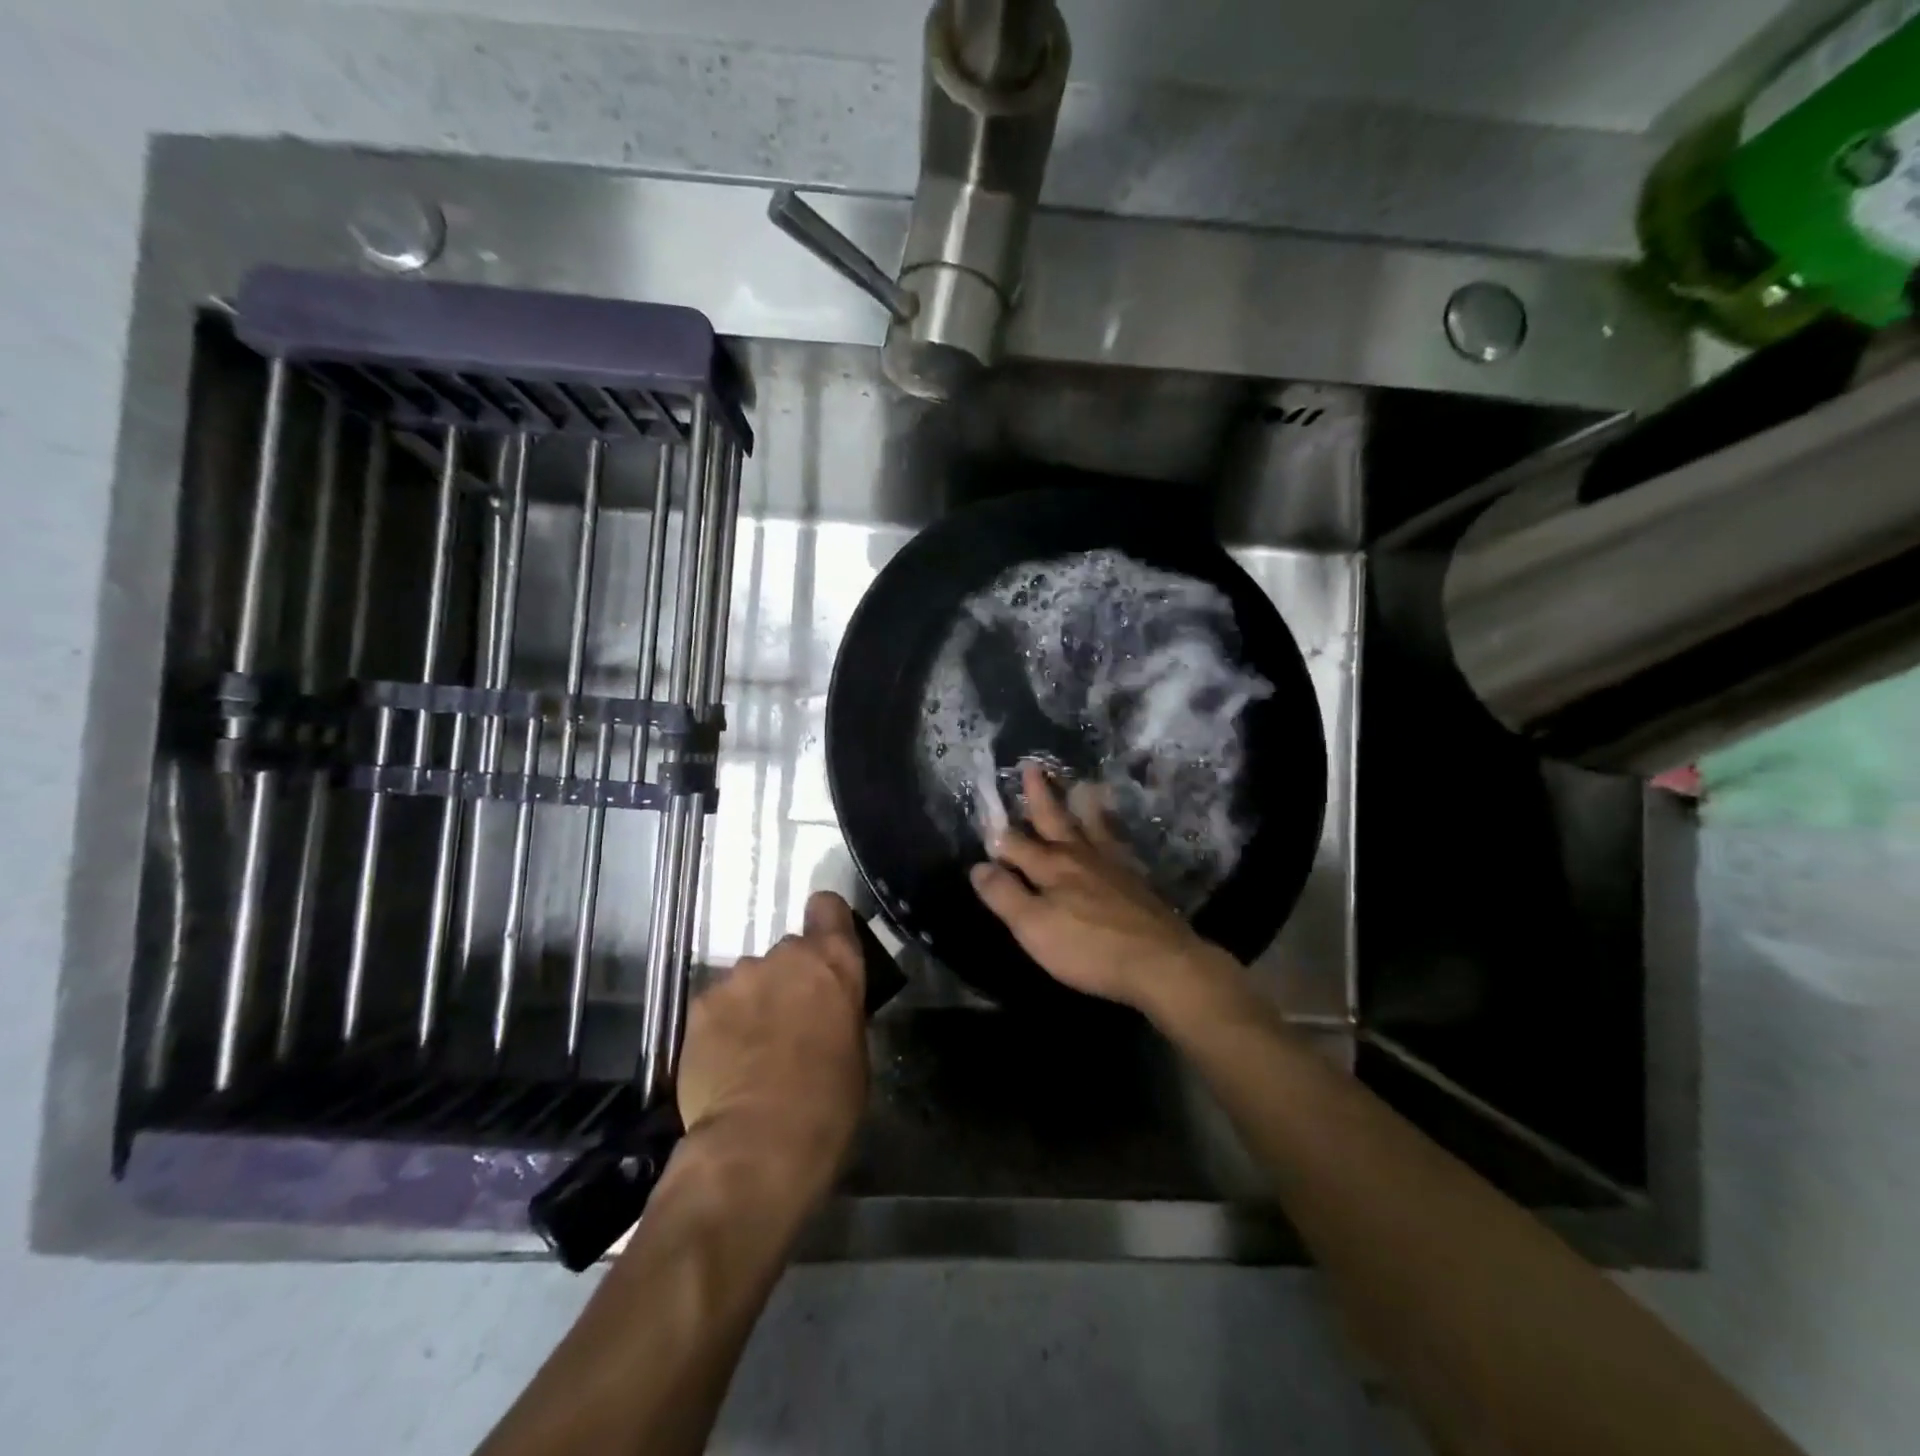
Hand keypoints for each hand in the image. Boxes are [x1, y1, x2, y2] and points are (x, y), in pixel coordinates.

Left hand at [675, 891, 868, 1199]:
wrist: (759, 1143)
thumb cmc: (828, 1102)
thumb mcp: (855, 1050)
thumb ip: (838, 1012)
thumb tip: (825, 1011)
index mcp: (833, 962)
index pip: (828, 907)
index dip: (826, 921)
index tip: (824, 945)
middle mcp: (786, 955)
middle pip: (788, 952)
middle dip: (788, 979)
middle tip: (788, 1023)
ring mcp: (738, 976)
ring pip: (748, 979)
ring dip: (753, 1002)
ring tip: (749, 1050)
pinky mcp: (699, 1004)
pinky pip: (716, 1006)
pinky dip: (721, 1026)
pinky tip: (723, 1063)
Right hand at [969, 762, 1237, 1020]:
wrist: (1158, 961)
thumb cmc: (1088, 947)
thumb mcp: (1034, 927)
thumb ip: (1005, 895)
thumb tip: (978, 866)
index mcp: (1051, 867)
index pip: (1016, 844)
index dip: (998, 835)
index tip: (986, 817)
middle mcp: (1079, 856)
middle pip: (1055, 820)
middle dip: (1039, 796)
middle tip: (1032, 766)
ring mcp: (1111, 864)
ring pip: (1091, 825)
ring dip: (1081, 804)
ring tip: (1082, 783)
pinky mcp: (1134, 878)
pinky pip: (1117, 842)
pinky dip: (1112, 828)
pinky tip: (1113, 830)